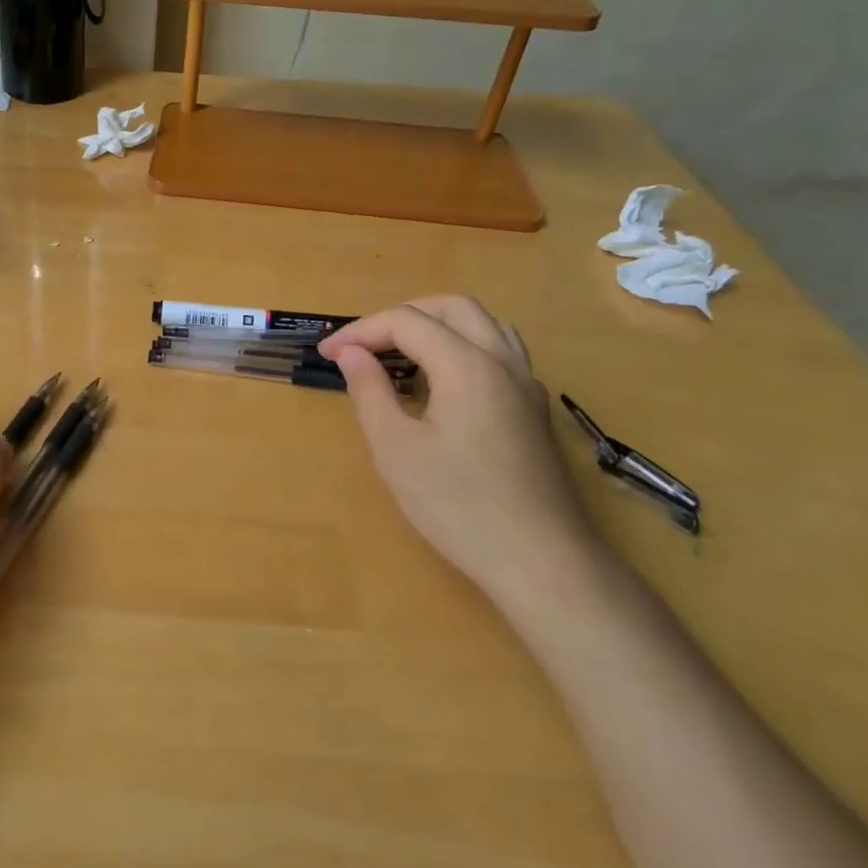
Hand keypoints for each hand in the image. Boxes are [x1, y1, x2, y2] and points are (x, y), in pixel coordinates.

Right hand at [320, 295, 591, 604]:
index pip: (406, 321)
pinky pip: (498, 352)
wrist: (541, 560)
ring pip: (483, 324)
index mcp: (467, 364)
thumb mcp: (396, 448)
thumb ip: (370, 391)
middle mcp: (502, 361)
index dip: (361, 331)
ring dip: (436, 325)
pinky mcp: (533, 409)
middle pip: (452, 307)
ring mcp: (526, 384)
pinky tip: (441, 383)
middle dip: (401, 316)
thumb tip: (351, 353)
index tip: (326, 354)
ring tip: (400, 354)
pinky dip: (462, 346)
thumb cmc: (458, 504)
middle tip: (364, 345)